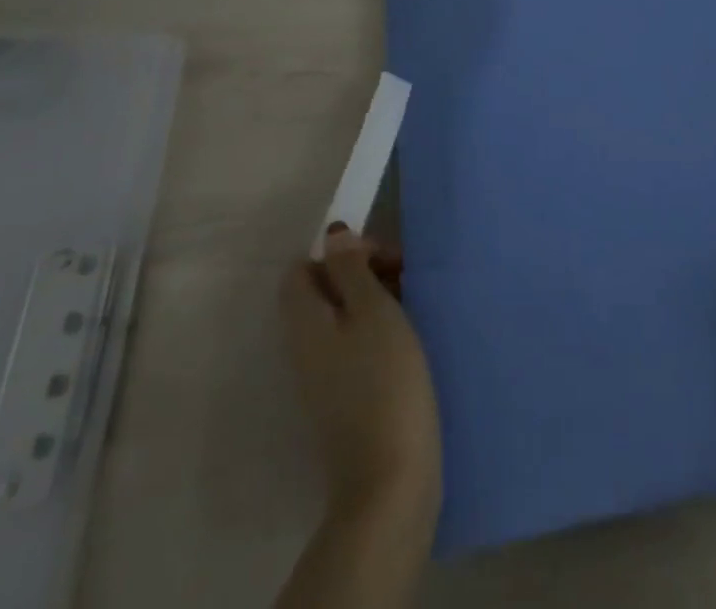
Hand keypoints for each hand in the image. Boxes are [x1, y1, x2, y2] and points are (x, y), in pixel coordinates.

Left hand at [281, 225, 441, 524]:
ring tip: (412, 305)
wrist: (390, 478)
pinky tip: (407, 340)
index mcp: (305, 320)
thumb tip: (332, 236)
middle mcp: (304, 346)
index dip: (340, 253)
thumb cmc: (384, 379)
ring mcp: (322, 377)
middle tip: (404, 276)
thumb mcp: (373, 310)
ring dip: (375, 301)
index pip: (303, 267)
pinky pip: (353, 346)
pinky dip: (377, 332)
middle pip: (324, 290)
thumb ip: (351, 269)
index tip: (382, 258)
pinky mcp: (343, 399)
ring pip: (341, 318)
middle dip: (363, 273)